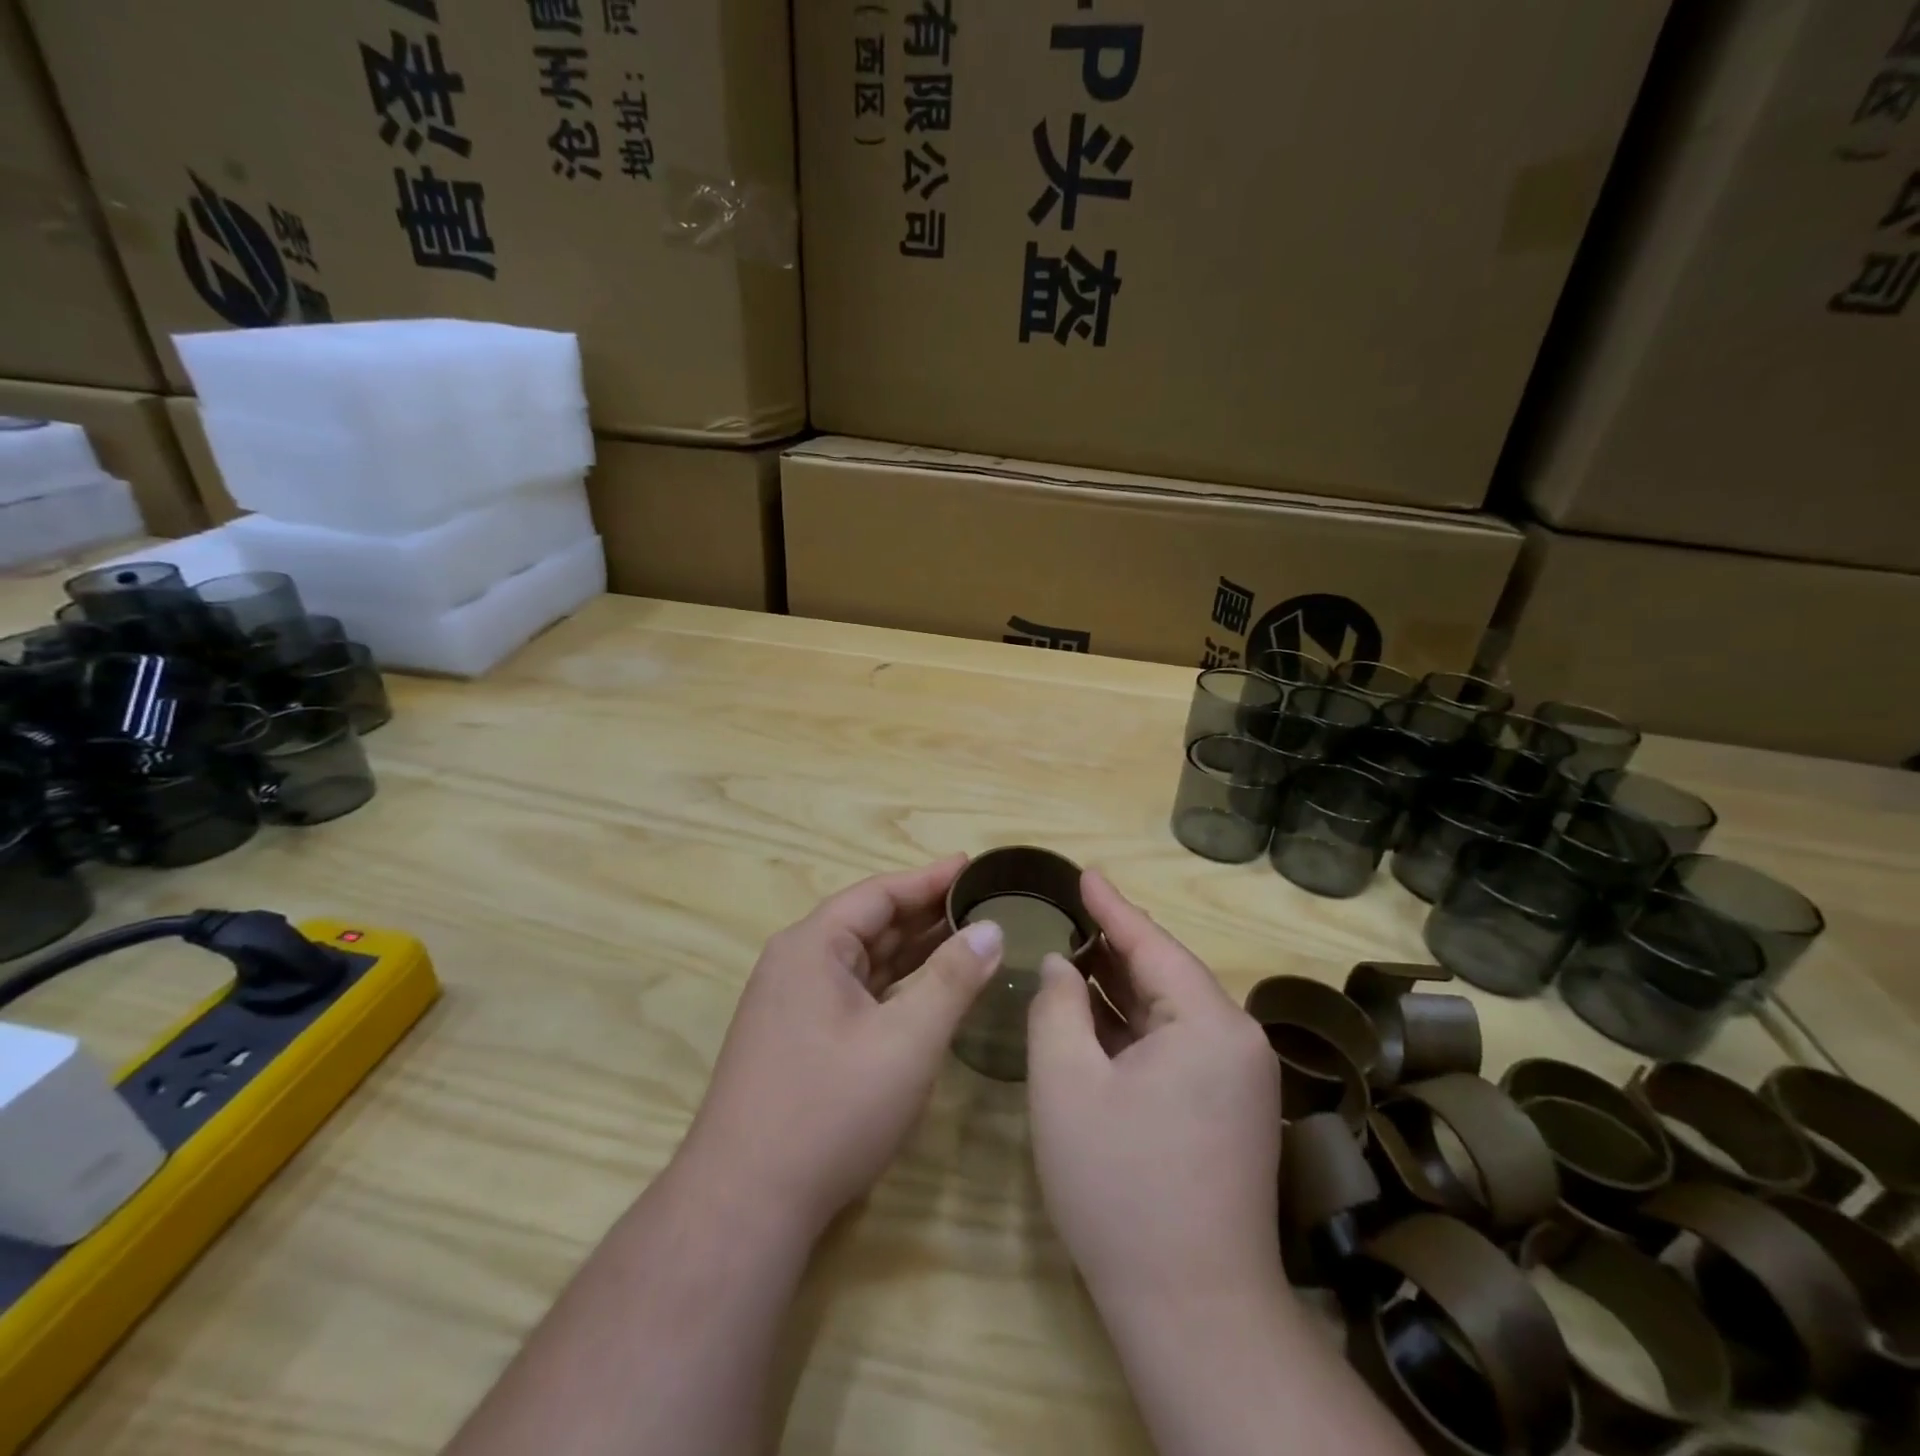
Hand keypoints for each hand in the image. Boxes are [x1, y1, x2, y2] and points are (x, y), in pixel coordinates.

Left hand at [677, 855, 1004, 1236]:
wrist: (744, 1204)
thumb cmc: (830, 1110)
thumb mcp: (906, 1041)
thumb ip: (952, 979)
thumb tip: (991, 930)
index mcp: (812, 946)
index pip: (878, 894)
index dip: (929, 878)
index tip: (972, 866)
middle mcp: (797, 964)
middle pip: (869, 923)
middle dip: (924, 913)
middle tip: (981, 902)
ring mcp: (792, 1003)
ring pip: (862, 961)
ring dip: (911, 950)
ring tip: (965, 937)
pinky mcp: (797, 1038)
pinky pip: (854, 992)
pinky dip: (893, 985)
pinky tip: (926, 990)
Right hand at [1026, 870, 1282, 1306]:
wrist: (1195, 1312)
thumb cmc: (1121, 1186)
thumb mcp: (1067, 1084)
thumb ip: (1057, 1008)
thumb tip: (1062, 966)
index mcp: (1209, 1022)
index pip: (1152, 943)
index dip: (1111, 906)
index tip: (1084, 873)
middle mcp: (1236, 1041)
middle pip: (1167, 973)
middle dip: (1115, 944)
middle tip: (1070, 911)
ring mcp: (1239, 1080)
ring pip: (1172, 1011)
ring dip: (1123, 986)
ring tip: (1076, 951)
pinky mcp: (1231, 1111)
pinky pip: (1178, 1045)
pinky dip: (1137, 1026)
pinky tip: (1099, 1016)